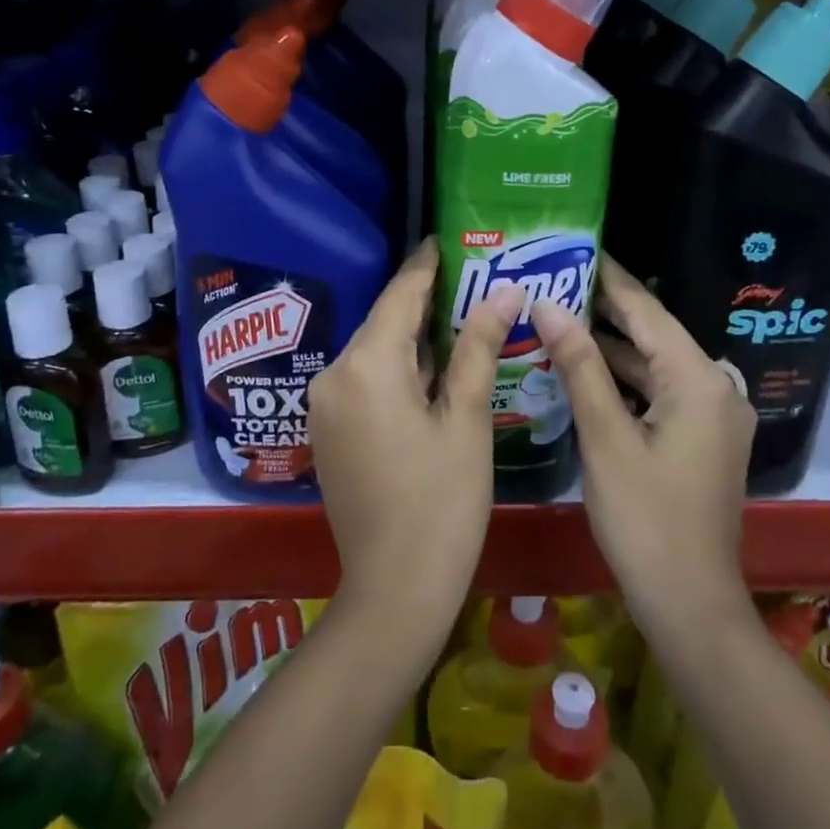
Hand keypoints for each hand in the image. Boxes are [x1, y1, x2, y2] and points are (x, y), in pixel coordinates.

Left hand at [308, 238, 524, 647]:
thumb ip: (477, 346)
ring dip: (413, 339)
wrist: (394, 589)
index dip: (425, 266)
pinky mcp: (328, 430)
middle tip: (470, 281)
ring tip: (461, 319)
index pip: (400, 295)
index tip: (446, 239)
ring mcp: (325, 404)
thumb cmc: (442, 502)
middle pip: (385, 323)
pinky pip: (364, 380)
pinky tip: (433, 371)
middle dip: (424, 302)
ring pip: (375, 353)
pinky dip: (397, 369)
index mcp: (367, 365)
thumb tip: (504, 291)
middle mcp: (334, 374)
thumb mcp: (466, 419)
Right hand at [529, 255, 754, 617]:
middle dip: (605, 310)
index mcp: (699, 380)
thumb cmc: (646, 519)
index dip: (609, 279)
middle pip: (654, 335)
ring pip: (655, 365)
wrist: (690, 604)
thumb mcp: (606, 437)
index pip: (647, 311)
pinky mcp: (703, 439)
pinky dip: (625, 380)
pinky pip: (660, 392)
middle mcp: (715, 387)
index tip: (574, 248)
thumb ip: (580, 367)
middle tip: (556, 281)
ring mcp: (713, 416)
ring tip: (560, 317)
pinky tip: (586, 370)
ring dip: (612, 347)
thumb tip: (549, 307)